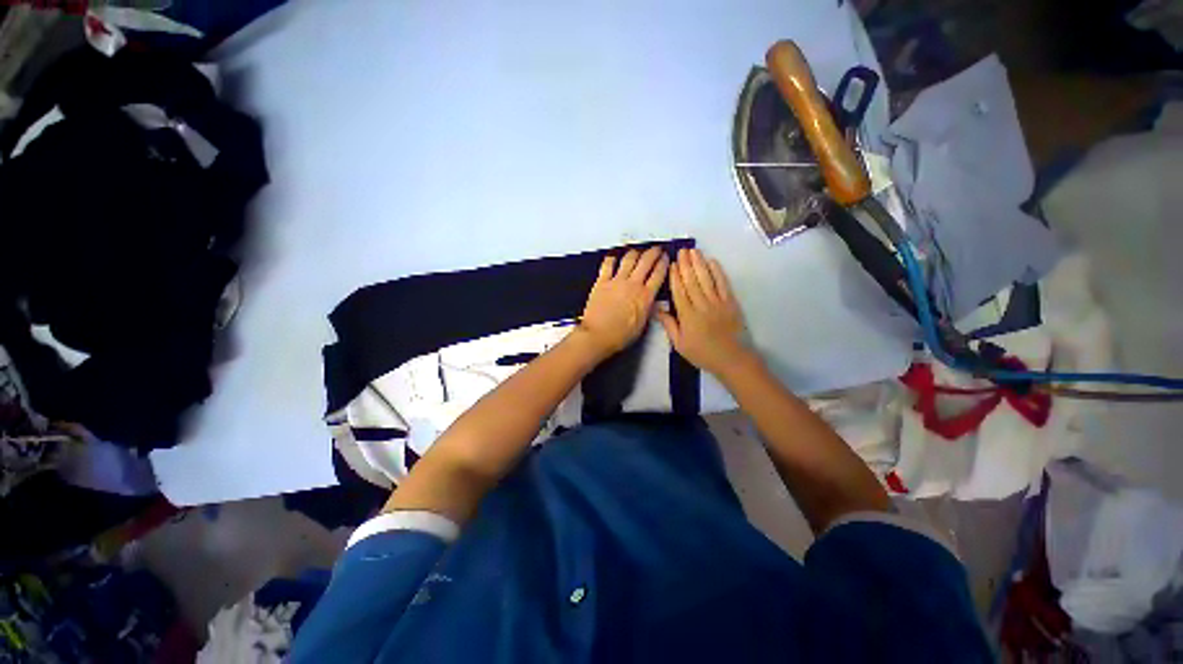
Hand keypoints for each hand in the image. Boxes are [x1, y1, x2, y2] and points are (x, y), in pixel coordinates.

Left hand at [577, 246, 669, 359]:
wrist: (598, 335)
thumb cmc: (619, 335)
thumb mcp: (642, 325)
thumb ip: (647, 310)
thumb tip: (651, 303)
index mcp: (645, 297)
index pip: (658, 274)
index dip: (663, 263)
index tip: (666, 258)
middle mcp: (633, 285)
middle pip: (646, 262)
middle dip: (653, 252)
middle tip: (656, 249)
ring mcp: (616, 281)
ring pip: (629, 259)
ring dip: (635, 252)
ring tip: (638, 251)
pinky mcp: (602, 282)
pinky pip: (608, 265)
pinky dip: (612, 258)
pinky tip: (614, 256)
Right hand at [657, 249, 753, 376]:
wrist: (731, 359)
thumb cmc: (702, 353)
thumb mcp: (679, 344)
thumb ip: (669, 325)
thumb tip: (657, 309)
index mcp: (687, 316)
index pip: (679, 291)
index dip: (675, 276)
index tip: (672, 264)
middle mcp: (702, 305)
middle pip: (692, 281)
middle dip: (686, 264)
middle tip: (682, 250)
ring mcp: (718, 302)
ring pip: (706, 279)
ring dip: (699, 263)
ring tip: (694, 251)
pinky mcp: (731, 302)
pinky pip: (723, 283)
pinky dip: (717, 271)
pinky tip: (712, 261)